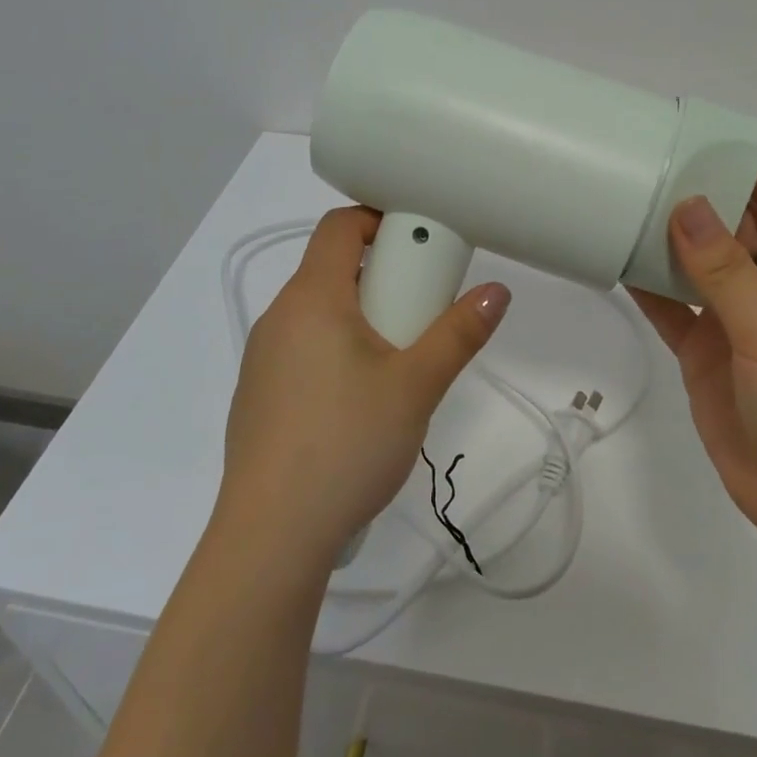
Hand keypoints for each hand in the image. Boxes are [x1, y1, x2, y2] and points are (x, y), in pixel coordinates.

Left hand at [216, 207, 510, 569]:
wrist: (271, 536)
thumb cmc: (347, 443)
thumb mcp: (416, 386)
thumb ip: (459, 333)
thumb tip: (497, 291)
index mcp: (312, 298)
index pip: (339, 225)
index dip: (379, 220)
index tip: (419, 246)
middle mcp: (280, 317)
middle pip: (333, 269)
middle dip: (383, 279)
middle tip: (422, 314)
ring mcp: (263, 358)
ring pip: (320, 313)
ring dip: (362, 318)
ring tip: (398, 365)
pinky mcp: (259, 395)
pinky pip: (304, 349)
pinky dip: (337, 351)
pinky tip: (359, 405)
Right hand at [628, 158, 756, 545]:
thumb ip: (725, 271)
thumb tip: (686, 205)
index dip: (750, 165)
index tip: (701, 137)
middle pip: (736, 228)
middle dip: (699, 198)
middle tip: (645, 167)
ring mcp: (741, 324)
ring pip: (701, 268)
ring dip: (669, 242)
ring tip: (623, 205)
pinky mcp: (711, 356)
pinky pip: (677, 310)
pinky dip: (652, 289)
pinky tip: (618, 264)